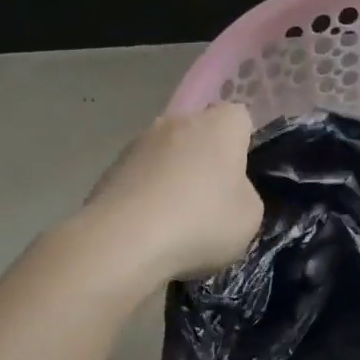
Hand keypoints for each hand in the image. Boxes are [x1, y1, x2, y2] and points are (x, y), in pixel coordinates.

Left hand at [83, 104, 262, 282]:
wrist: (123, 242)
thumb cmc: (201, 223)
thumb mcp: (250, 217)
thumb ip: (244, 194)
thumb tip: (227, 191)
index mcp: (219, 126)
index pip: (239, 118)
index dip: (242, 145)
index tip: (239, 178)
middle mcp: (178, 122)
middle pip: (199, 134)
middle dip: (205, 160)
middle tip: (210, 202)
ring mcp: (138, 142)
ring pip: (167, 154)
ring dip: (173, 176)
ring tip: (174, 221)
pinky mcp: (110, 167)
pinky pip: (140, 176)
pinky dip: (145, 194)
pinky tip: (146, 227)